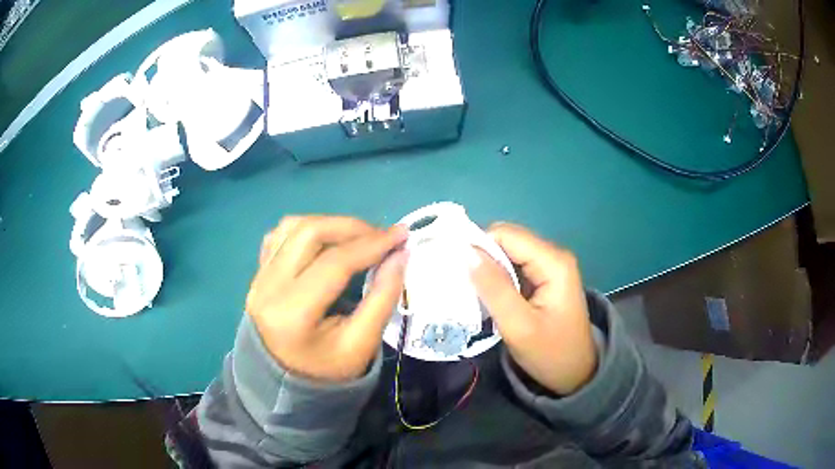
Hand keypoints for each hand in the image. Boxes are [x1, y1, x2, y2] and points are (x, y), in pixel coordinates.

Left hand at [246, 216, 407, 382]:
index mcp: (292, 313)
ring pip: (292, 226)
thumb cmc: (325, 371)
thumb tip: (400, 254)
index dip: (371, 244)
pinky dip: (307, 230)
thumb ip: (382, 298)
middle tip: (381, 236)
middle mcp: (268, 287)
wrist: (282, 383)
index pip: (334, 263)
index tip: (401, 234)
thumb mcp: (361, 345)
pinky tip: (326, 243)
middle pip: (309, 232)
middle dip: (351, 227)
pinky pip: (280, 235)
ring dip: (329, 224)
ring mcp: (258, 276)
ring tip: (357, 238)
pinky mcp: (258, 273)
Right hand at [471, 223, 596, 395]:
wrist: (575, 373)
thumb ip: (493, 288)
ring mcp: (550, 265)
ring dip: (488, 269)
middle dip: (481, 258)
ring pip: (508, 252)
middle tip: (463, 285)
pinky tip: (488, 295)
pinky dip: (497, 277)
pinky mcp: (544, 277)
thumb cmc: (550, 353)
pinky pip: (514, 265)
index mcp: (553, 262)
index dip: (478, 246)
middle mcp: (553, 255)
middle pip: (507, 240)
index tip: (455, 270)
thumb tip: (466, 252)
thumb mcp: (518, 326)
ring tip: (472, 292)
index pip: (506, 235)